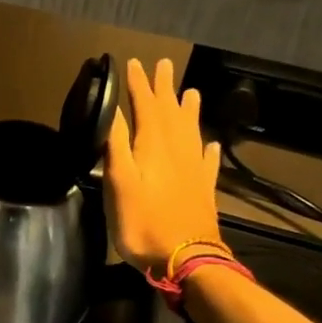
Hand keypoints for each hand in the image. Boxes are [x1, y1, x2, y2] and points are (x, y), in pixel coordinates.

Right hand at [104, 58, 224, 274]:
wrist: (186, 259)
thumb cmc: (143, 222)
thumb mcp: (119, 182)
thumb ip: (116, 146)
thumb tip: (112, 112)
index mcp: (154, 146)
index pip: (146, 106)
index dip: (139, 85)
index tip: (134, 63)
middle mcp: (178, 151)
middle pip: (171, 112)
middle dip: (165, 88)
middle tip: (164, 65)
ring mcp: (194, 170)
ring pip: (192, 130)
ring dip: (188, 109)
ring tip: (191, 92)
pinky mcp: (203, 189)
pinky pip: (207, 161)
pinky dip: (207, 148)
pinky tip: (209, 144)